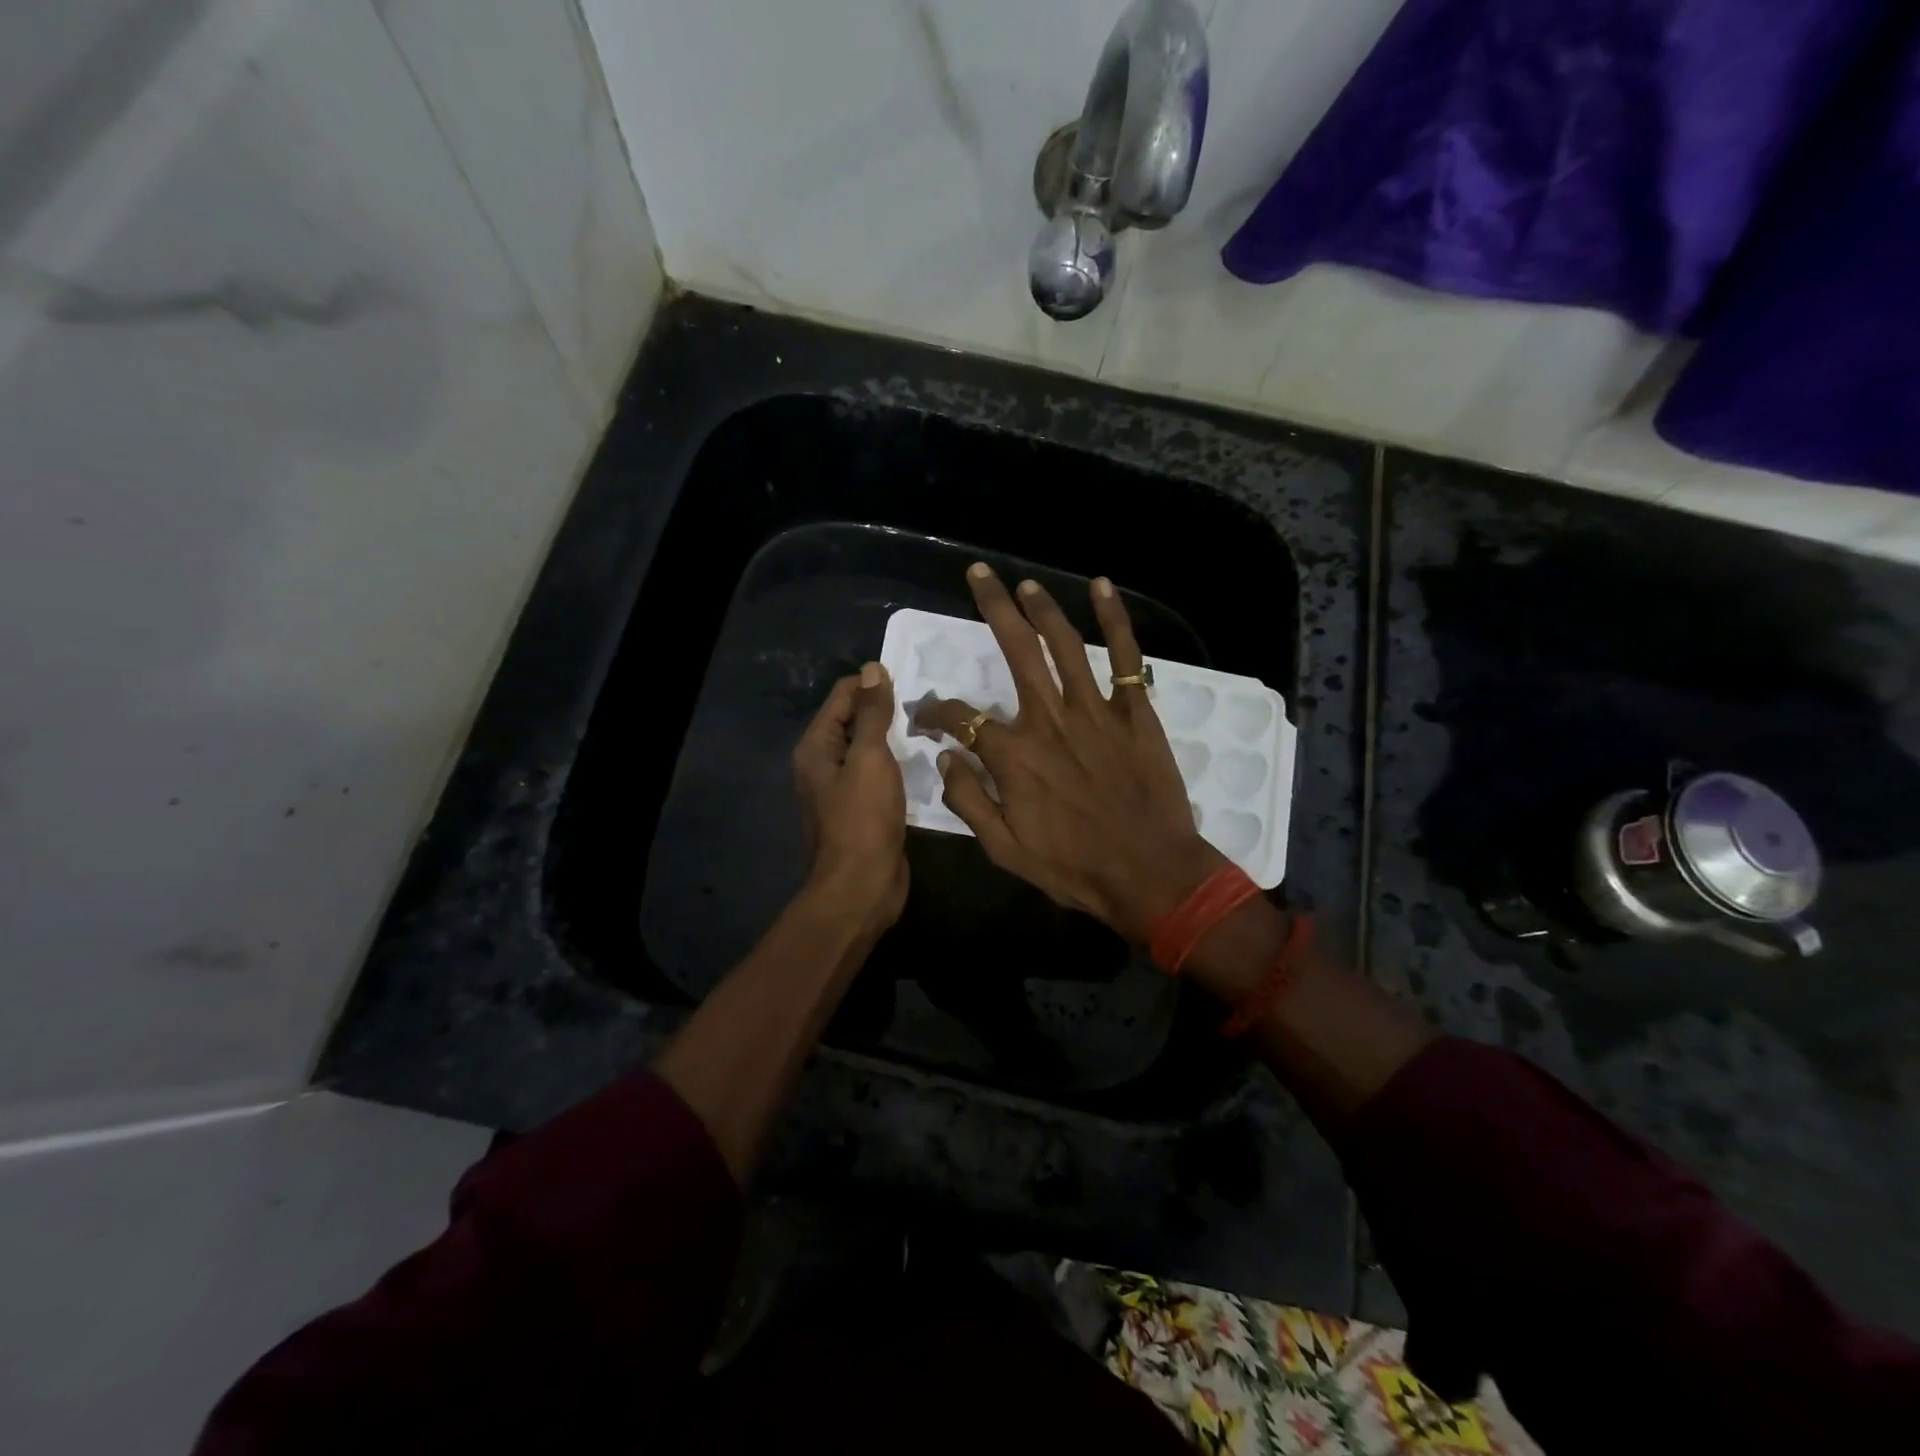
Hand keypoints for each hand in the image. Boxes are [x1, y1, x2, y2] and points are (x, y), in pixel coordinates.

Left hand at [793, 662, 908, 936]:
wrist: (862, 886)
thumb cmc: (863, 819)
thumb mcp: (870, 758)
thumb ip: (872, 713)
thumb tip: (872, 668)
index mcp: (816, 746)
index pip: (843, 695)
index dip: (874, 685)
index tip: (913, 682)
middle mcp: (824, 763)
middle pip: (856, 720)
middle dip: (887, 710)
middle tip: (928, 703)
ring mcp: (844, 788)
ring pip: (871, 749)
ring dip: (896, 738)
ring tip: (932, 726)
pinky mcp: (864, 808)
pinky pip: (881, 774)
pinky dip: (899, 765)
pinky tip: (926, 760)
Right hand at [914, 565, 1224, 943]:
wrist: (1150, 875)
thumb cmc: (1074, 868)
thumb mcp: (1004, 849)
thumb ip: (969, 800)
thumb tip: (946, 758)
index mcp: (1015, 756)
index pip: (962, 718)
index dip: (936, 712)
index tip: (926, 716)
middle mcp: (1051, 720)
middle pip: (1017, 650)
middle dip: (994, 607)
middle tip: (980, 575)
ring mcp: (1097, 712)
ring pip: (1066, 646)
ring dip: (1044, 609)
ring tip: (1026, 584)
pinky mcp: (1135, 714)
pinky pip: (1127, 658)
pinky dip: (1116, 620)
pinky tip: (1103, 588)